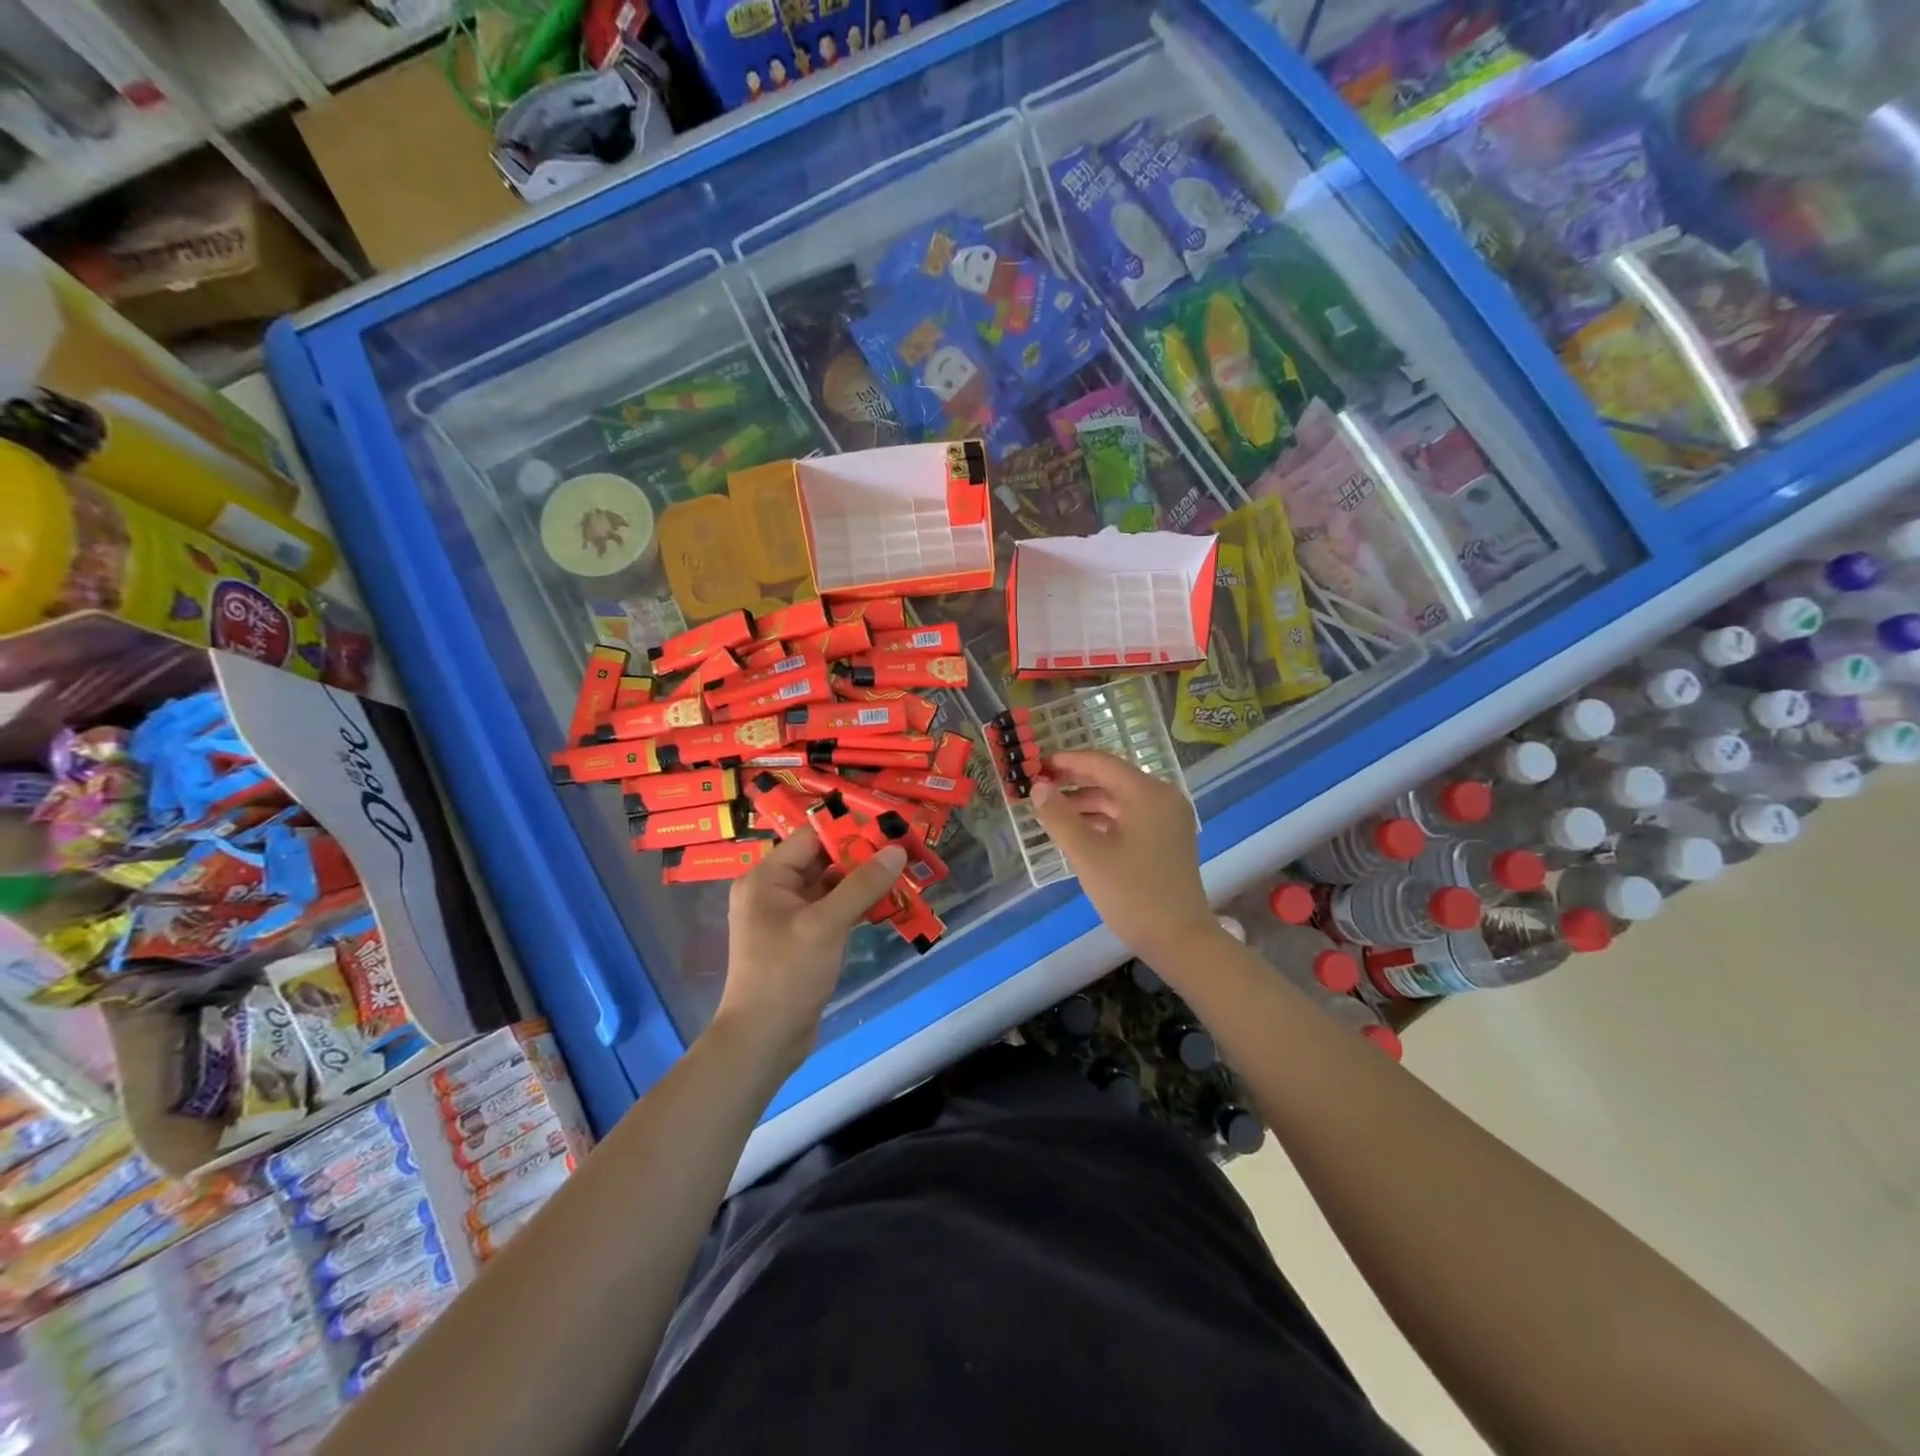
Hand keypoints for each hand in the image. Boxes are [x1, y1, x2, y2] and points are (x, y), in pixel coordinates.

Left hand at [714, 828, 906, 1076]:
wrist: (764, 1040)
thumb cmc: (787, 974)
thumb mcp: (826, 925)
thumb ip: (862, 885)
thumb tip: (896, 850)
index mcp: (766, 878)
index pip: (811, 838)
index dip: (848, 831)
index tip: (888, 829)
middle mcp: (773, 891)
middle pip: (822, 860)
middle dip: (862, 856)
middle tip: (903, 851)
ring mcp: (787, 916)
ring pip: (831, 886)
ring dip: (863, 882)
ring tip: (903, 874)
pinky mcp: (801, 938)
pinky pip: (831, 910)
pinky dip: (856, 905)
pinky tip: (887, 903)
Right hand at [1028, 750, 1220, 961]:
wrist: (1180, 939)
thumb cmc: (1132, 893)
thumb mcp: (1087, 854)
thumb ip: (1059, 816)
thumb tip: (1038, 786)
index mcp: (1148, 793)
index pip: (1102, 763)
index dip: (1067, 761)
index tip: (1038, 764)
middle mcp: (1163, 798)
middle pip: (1113, 779)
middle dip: (1075, 781)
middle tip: (1040, 786)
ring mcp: (1169, 819)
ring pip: (1121, 799)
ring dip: (1088, 802)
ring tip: (1053, 811)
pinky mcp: (1168, 839)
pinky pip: (1131, 816)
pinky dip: (1104, 819)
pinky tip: (1079, 830)